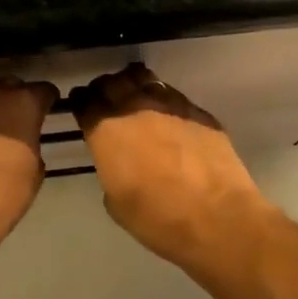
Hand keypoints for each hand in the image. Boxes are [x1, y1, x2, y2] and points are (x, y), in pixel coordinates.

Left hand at [0, 77, 59, 246]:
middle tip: (11, 121)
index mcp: (22, 104)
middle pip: (6, 86)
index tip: (45, 109)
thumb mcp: (33, 172)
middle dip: (11, 99)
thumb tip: (24, 141)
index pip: (42, 90)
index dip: (45, 100)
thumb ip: (31, 144)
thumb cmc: (1, 198)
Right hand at [70, 64, 269, 264]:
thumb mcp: (116, 202)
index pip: (84, 101)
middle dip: (105, 88)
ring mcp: (170, 105)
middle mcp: (135, 107)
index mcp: (107, 130)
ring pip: (144, 80)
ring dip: (135, 85)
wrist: (217, 217)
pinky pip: (173, 96)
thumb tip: (118, 161)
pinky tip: (169, 117)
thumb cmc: (158, 218)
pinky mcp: (198, 111)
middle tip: (106, 99)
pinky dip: (164, 100)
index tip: (82, 106)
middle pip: (113, 83)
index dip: (81, 102)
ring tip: (136, 97)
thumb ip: (110, 169)